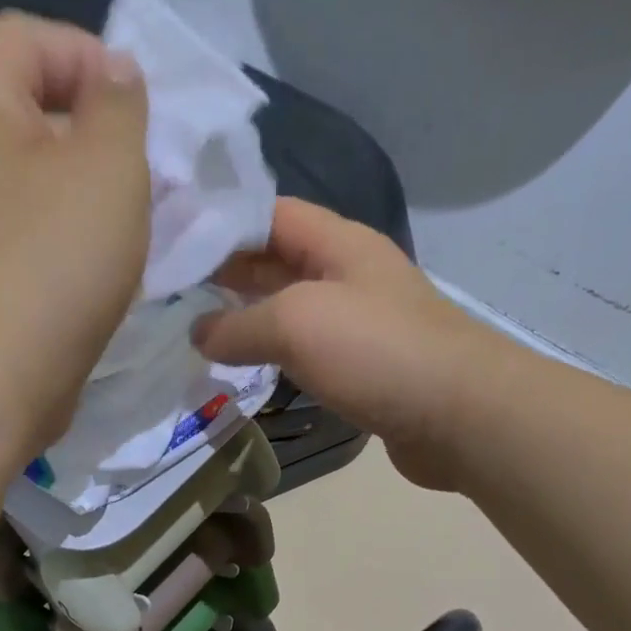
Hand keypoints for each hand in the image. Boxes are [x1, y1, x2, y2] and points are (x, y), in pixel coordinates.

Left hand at [0, 13, 150, 463]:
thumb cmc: (54, 264)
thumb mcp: (108, 165)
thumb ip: (119, 106)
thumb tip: (113, 77)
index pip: (26, 36)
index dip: (88, 54)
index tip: (138, 113)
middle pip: (37, 110)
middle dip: (103, 133)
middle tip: (150, 176)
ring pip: (44, 181)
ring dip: (97, 196)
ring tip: (141, 228)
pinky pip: (41, 235)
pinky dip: (79, 241)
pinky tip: (114, 271)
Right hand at [197, 199, 510, 490]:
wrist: (458, 415)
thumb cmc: (376, 352)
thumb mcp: (295, 323)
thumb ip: (238, 326)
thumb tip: (197, 334)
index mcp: (338, 243)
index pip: (269, 214)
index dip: (221, 222)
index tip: (172, 240)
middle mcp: (350, 274)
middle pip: (278, 260)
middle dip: (228, 271)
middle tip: (172, 287)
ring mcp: (360, 322)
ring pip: (291, 308)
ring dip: (249, 316)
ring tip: (197, 327)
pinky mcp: (365, 367)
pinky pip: (308, 349)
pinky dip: (275, 353)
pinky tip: (247, 366)